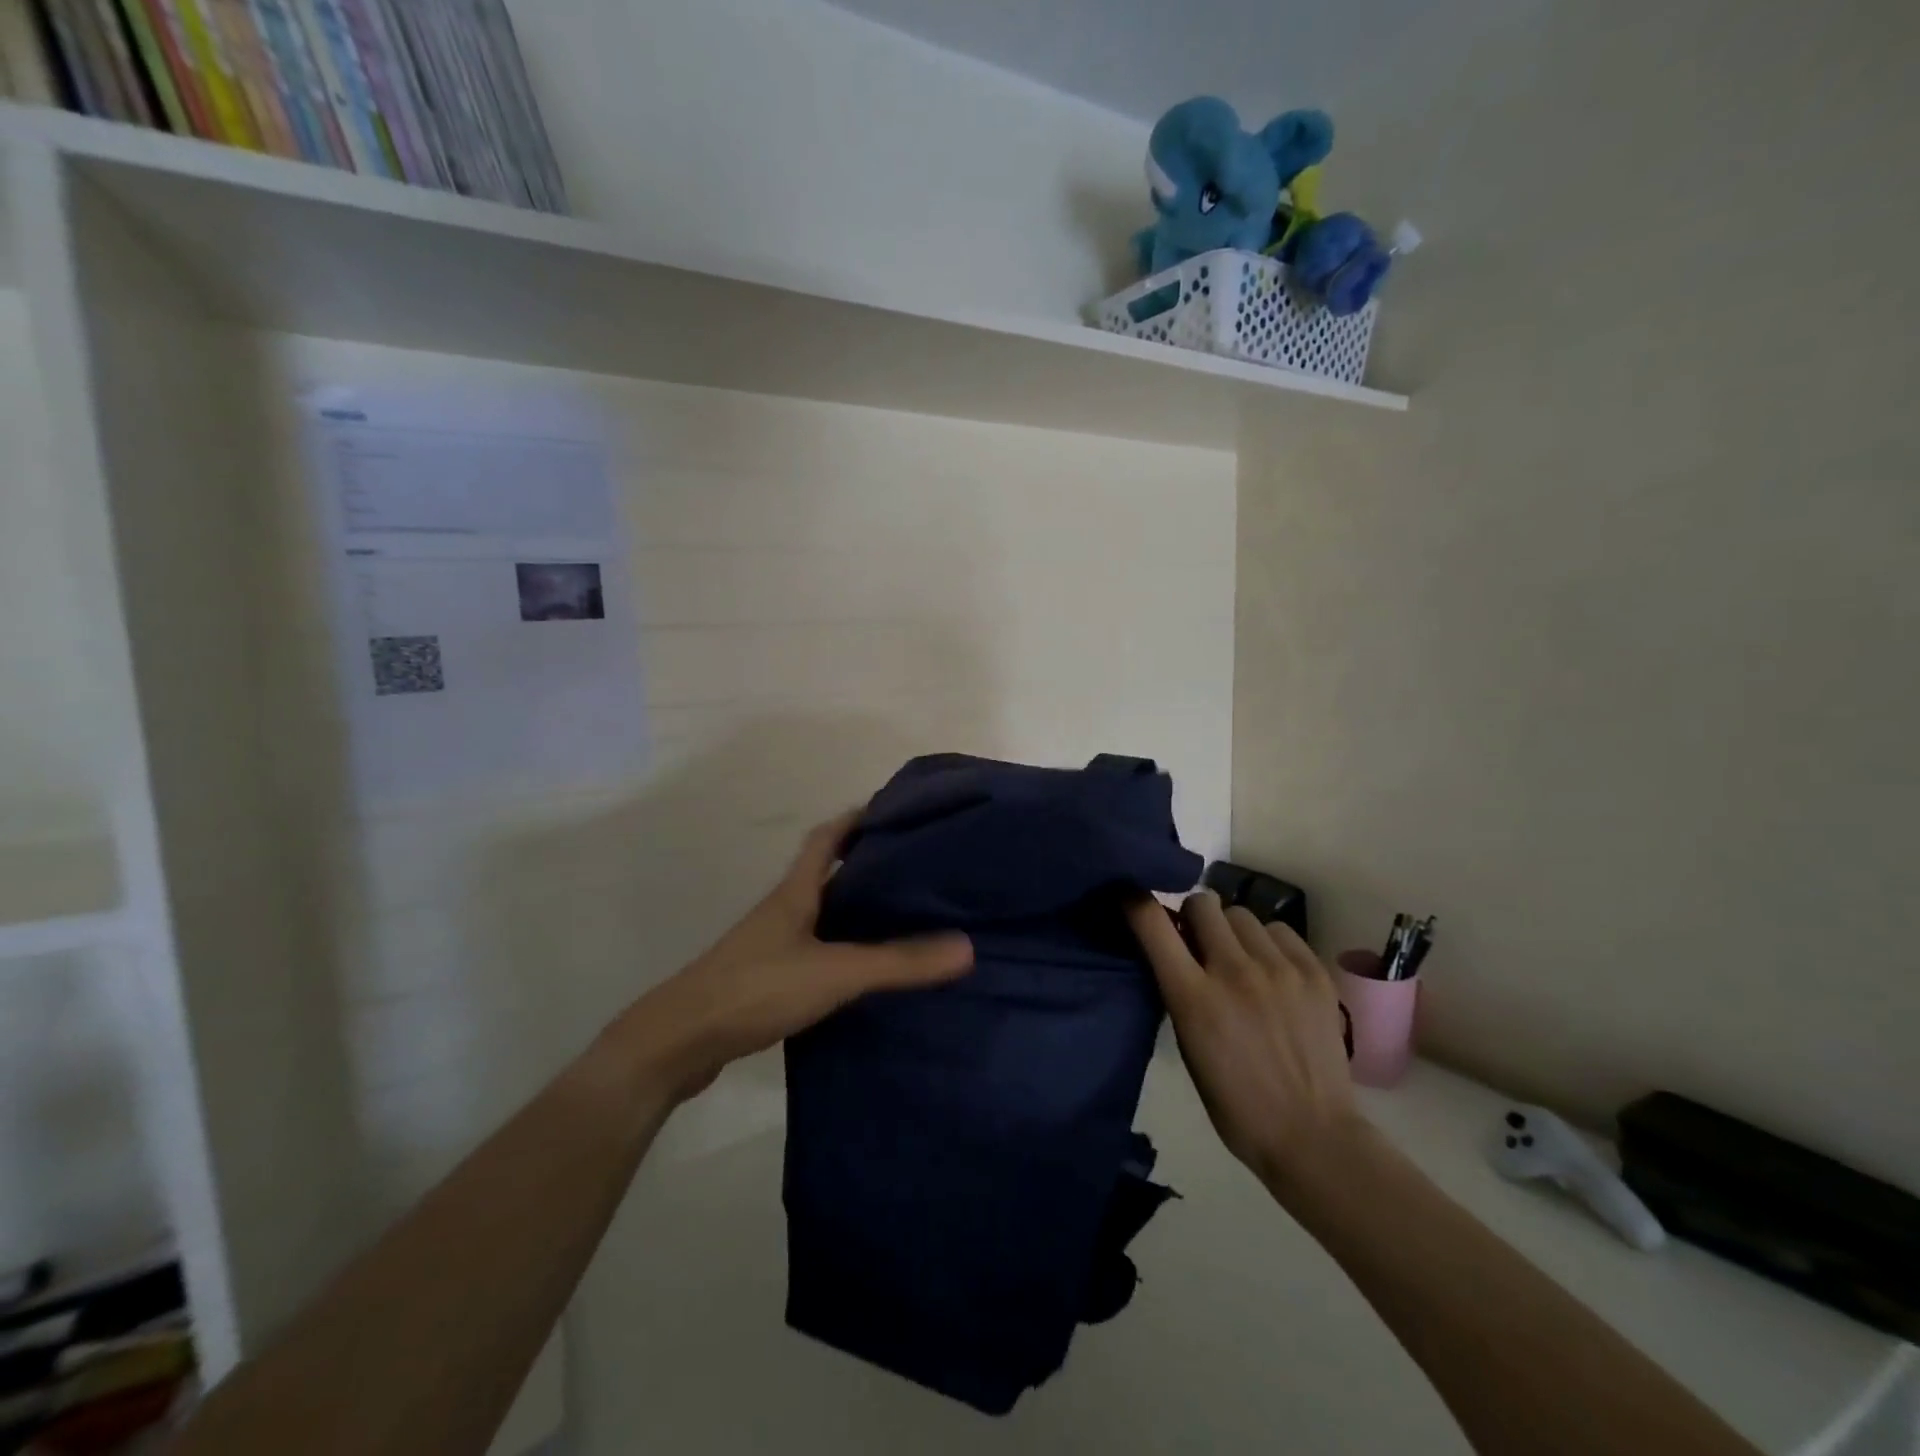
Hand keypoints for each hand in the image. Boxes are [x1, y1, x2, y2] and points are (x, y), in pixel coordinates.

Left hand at [618, 812, 973, 1100]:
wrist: (681, 1042)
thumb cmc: (758, 988)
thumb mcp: (836, 972)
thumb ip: (899, 962)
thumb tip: (967, 946)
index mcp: (795, 893)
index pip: (826, 839)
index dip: (856, 819)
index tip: (892, 811)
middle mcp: (783, 911)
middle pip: (827, 875)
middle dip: (866, 865)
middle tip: (915, 868)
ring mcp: (771, 946)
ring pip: (821, 916)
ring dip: (855, 910)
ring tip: (902, 915)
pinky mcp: (766, 981)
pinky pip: (814, 952)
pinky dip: (842, 950)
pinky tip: (866, 970)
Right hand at [1127, 891, 1360, 1190]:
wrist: (1312, 1135)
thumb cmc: (1235, 1102)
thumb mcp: (1188, 1045)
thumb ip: (1179, 991)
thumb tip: (1175, 951)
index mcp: (1193, 997)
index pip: (1153, 923)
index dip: (1136, 902)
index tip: (1132, 896)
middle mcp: (1234, 971)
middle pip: (1202, 904)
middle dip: (1192, 916)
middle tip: (1198, 940)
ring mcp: (1279, 969)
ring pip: (1241, 914)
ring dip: (1231, 930)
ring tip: (1240, 958)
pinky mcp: (1314, 972)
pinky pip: (1279, 930)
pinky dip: (1268, 942)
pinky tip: (1272, 970)